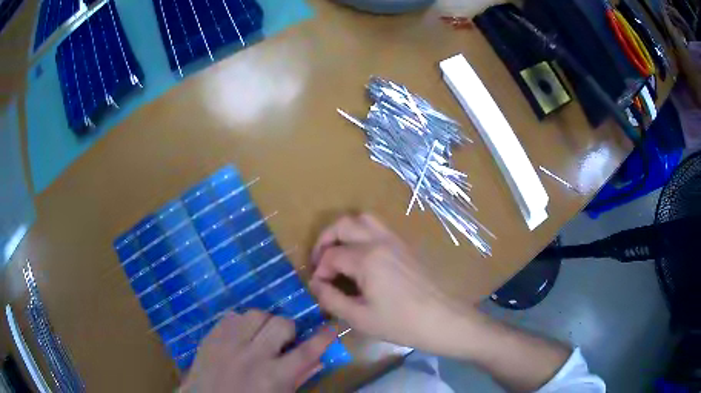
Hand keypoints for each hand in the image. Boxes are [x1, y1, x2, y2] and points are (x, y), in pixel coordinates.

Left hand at [179, 311, 335, 392]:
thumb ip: (299, 378)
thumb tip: (319, 359)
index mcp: (273, 377)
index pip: (307, 351)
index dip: (324, 337)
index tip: (332, 327)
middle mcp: (252, 355)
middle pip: (281, 324)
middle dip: (289, 330)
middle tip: (284, 341)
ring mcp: (229, 343)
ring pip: (256, 314)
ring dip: (265, 323)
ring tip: (261, 336)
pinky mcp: (212, 336)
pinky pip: (232, 316)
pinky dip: (241, 323)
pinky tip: (240, 336)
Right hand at [309, 214, 479, 355]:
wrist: (441, 319)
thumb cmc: (400, 323)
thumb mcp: (360, 317)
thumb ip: (331, 299)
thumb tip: (315, 284)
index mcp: (367, 258)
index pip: (331, 255)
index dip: (320, 271)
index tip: (320, 288)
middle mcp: (379, 241)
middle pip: (343, 225)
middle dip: (325, 240)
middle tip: (319, 262)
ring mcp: (395, 240)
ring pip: (363, 219)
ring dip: (345, 231)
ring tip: (337, 252)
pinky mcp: (405, 245)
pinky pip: (378, 228)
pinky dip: (362, 233)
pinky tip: (361, 256)